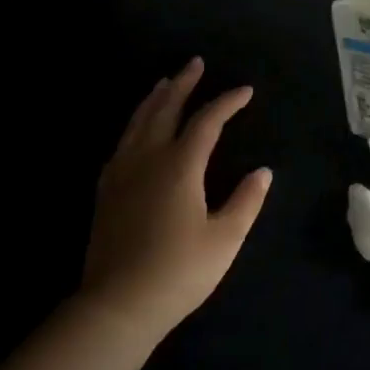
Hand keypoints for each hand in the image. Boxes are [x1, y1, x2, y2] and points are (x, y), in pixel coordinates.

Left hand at [80, 57, 272, 342]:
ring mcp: (122, 172)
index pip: (207, 121)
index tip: (245, 91)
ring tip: (165, 82)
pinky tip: (136, 130)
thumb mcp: (224, 239)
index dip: (227, 102)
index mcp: (180, 165)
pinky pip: (122, 143)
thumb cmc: (178, 272)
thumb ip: (246, 201)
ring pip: (138, 121)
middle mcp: (149, 158)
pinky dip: (134, 125)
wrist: (117, 305)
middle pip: (166, 108)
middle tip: (195, 63)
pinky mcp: (106, 190)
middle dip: (183, 84)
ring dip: (155, 98)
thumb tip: (263, 171)